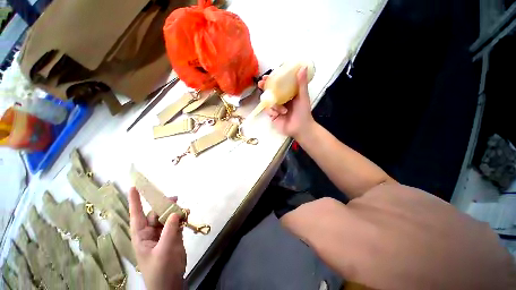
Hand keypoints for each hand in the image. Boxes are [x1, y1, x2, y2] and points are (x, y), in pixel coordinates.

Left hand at [128, 187, 185, 289]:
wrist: (170, 283)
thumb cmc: (160, 270)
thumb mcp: (164, 250)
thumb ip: (169, 230)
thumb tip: (176, 212)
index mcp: (142, 236)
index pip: (136, 216)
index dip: (135, 202)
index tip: (134, 187)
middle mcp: (151, 232)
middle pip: (156, 213)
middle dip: (164, 205)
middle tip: (175, 199)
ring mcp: (163, 234)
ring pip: (168, 217)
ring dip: (176, 211)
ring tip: (185, 209)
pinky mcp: (173, 236)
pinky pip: (177, 222)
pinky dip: (182, 217)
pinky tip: (188, 215)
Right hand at [258, 67, 314, 138]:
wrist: (300, 128)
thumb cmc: (303, 112)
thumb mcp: (303, 97)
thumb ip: (301, 83)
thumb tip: (303, 67)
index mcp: (287, 94)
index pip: (278, 84)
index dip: (272, 79)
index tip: (266, 76)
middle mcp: (281, 99)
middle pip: (270, 91)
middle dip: (264, 88)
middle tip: (261, 84)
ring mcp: (276, 107)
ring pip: (268, 101)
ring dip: (274, 105)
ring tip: (282, 110)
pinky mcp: (272, 115)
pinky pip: (268, 110)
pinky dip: (272, 111)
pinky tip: (278, 114)